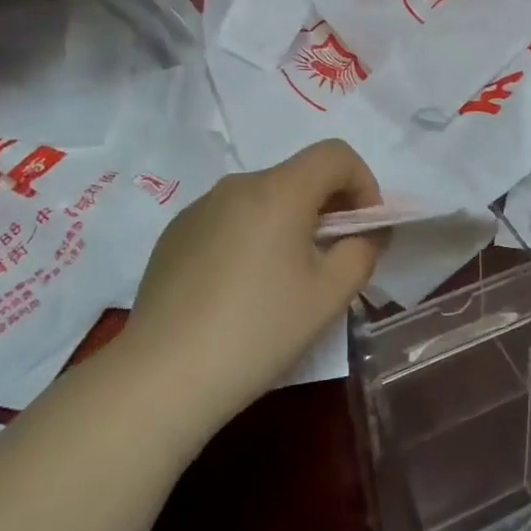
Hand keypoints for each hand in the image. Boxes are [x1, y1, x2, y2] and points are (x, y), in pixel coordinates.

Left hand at [122, 140, 383, 443]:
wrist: (164, 375)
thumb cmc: (259, 330)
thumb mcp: (329, 295)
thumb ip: (362, 251)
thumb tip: (367, 233)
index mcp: (278, 190)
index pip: (335, 155)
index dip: (363, 183)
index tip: (365, 229)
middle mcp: (237, 185)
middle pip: (298, 176)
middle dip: (328, 207)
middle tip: (333, 258)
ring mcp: (199, 207)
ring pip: (262, 198)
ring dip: (288, 222)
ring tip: (285, 279)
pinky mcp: (175, 234)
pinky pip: (229, 219)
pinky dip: (251, 237)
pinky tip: (240, 289)